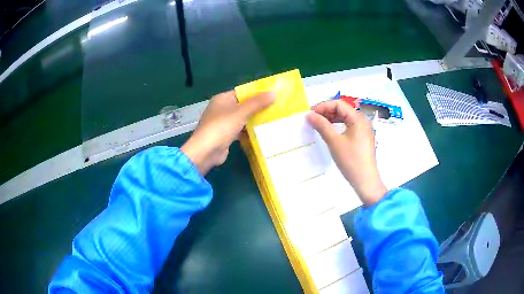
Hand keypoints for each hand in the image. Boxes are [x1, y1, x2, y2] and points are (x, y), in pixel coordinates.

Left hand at [181, 91, 274, 174]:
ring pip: (241, 118)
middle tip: (275, 108)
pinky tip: (261, 132)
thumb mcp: (241, 112)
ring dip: (254, 120)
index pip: (241, 92)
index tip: (271, 95)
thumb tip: (273, 93)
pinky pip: (240, 130)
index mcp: (222, 99)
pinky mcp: (225, 135)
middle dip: (257, 107)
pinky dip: (248, 131)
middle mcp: (221, 109)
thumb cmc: (221, 127)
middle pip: (242, 105)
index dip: (256, 93)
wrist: (206, 151)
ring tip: (272, 119)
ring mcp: (222, 123)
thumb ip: (257, 103)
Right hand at [306, 100, 386, 205]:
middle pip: (343, 110)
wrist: (365, 181)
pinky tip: (330, 131)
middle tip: (313, 119)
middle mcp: (363, 121)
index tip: (310, 113)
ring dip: (332, 118)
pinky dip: (338, 126)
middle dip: (327, 111)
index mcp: (358, 118)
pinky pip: (348, 126)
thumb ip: (322, 125)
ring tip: (318, 124)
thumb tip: (309, 115)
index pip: (339, 104)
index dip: (323, 106)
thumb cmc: (351, 160)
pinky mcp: (362, 138)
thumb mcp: (334, 142)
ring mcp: (364, 130)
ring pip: (345, 118)